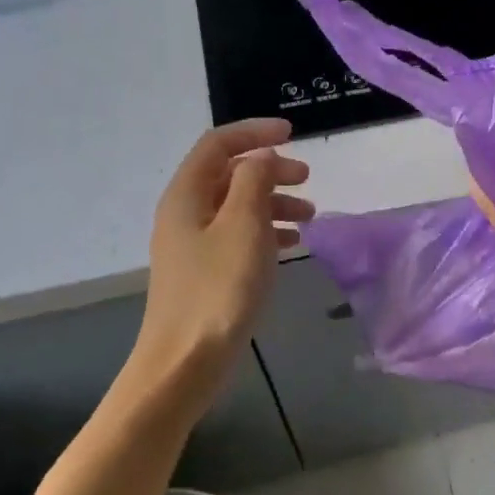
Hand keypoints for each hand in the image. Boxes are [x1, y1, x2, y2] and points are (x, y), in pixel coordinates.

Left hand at [134, 120, 312, 406]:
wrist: (185, 363)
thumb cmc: (218, 289)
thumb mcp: (244, 226)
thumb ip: (255, 181)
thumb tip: (262, 156)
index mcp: (186, 195)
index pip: (218, 144)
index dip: (254, 132)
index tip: (293, 134)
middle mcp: (185, 213)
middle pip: (229, 174)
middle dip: (270, 170)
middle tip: (307, 179)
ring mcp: (192, 244)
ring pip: (236, 206)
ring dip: (272, 202)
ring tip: (309, 217)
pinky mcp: (204, 271)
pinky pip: (237, 235)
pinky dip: (265, 231)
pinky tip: (291, 244)